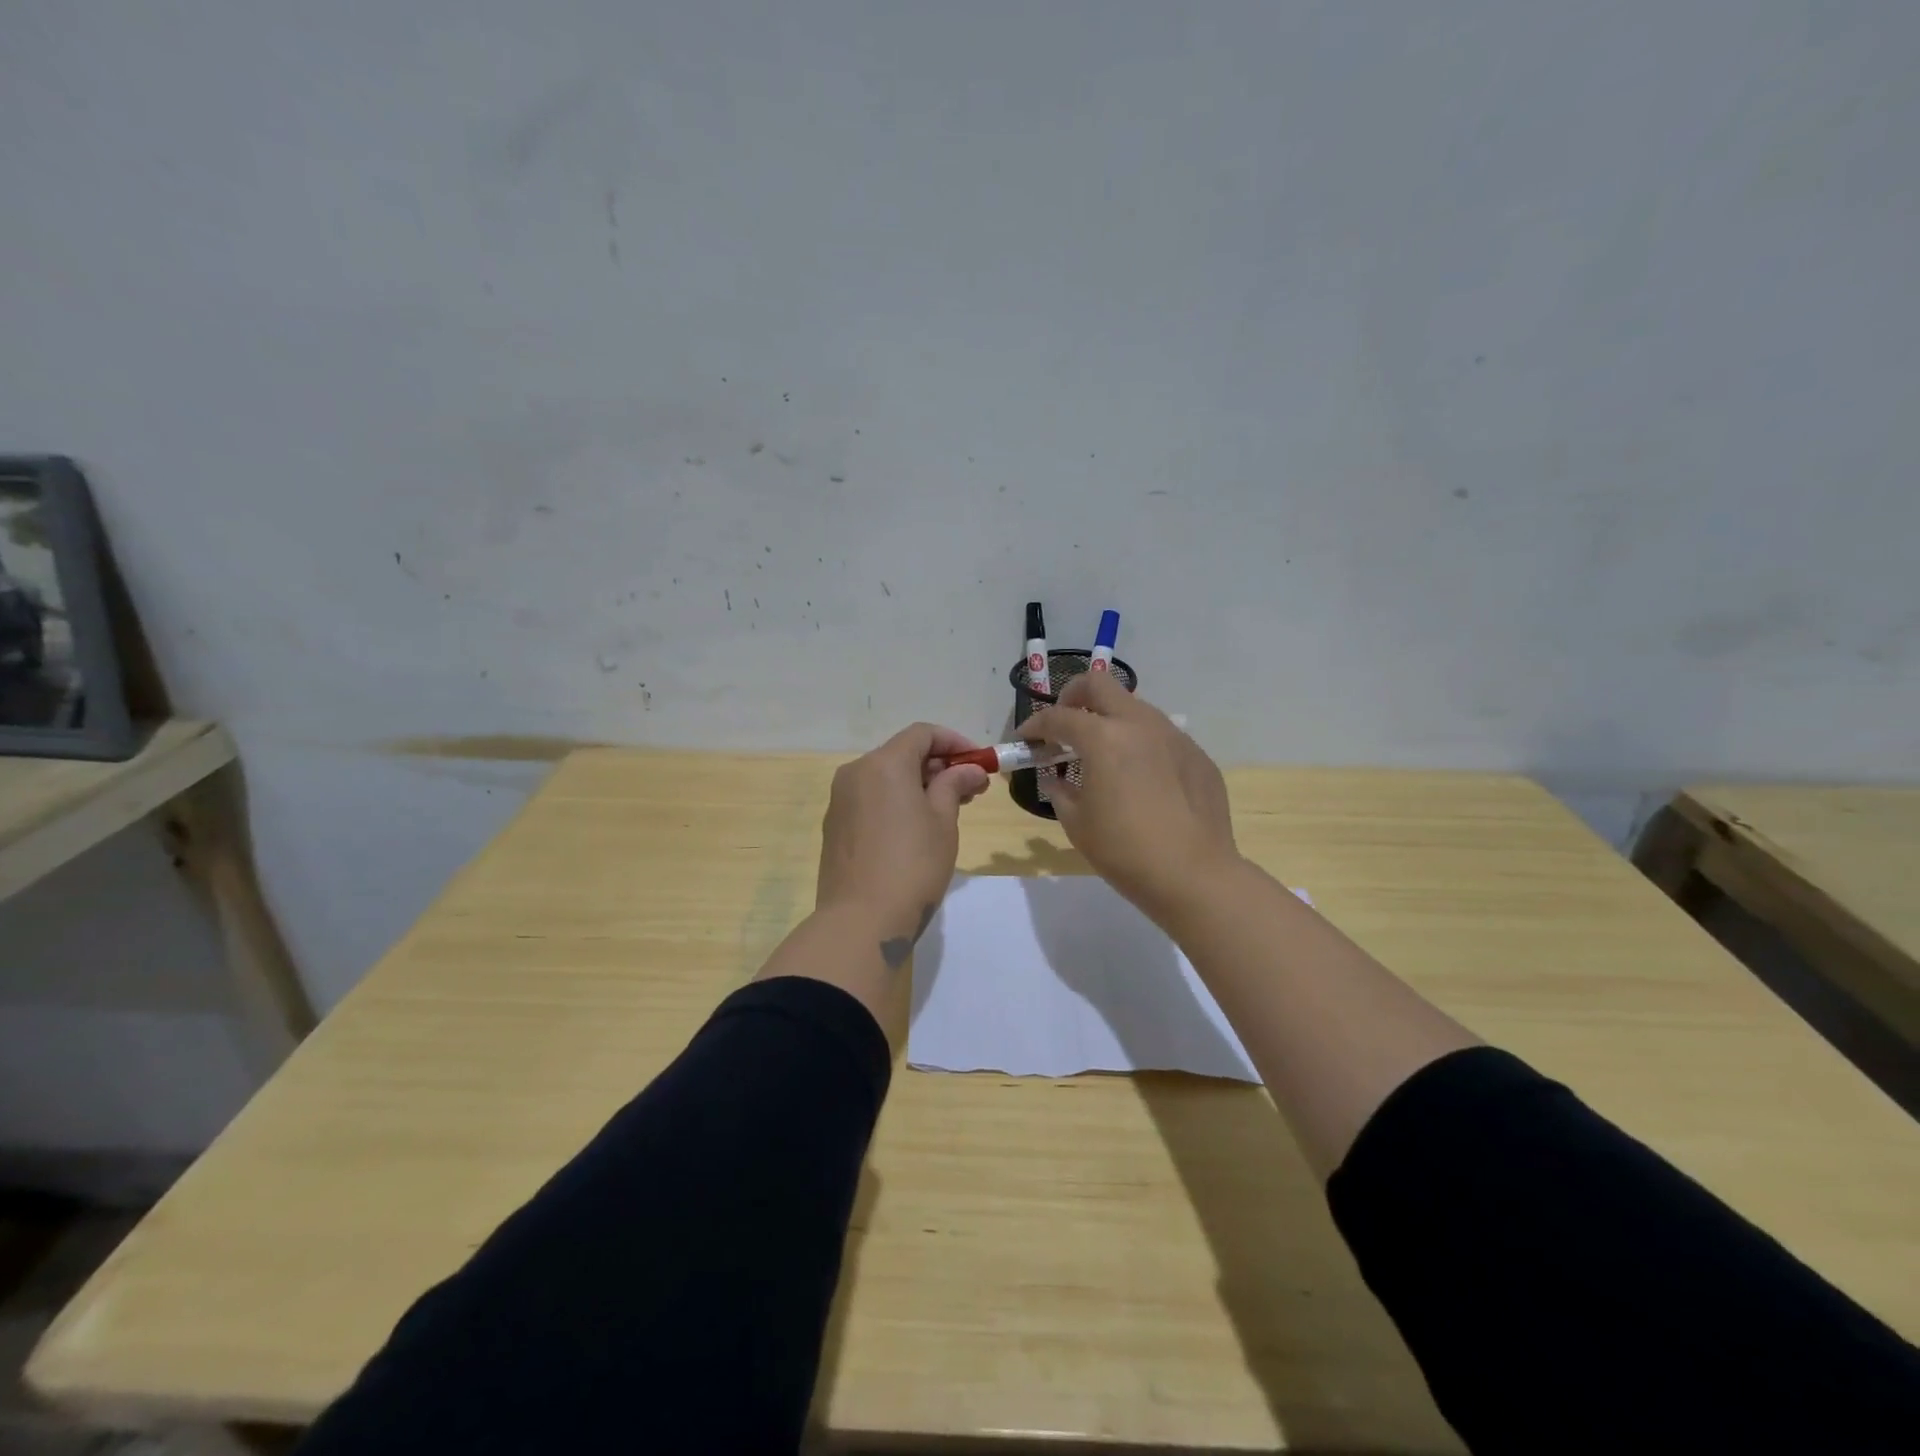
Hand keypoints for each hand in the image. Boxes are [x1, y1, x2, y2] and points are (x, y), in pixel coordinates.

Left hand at [816, 723, 990, 963]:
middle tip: (971, 791)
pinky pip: (871, 800)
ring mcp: (840, 801)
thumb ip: (954, 786)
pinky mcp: (835, 827)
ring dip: (918, 785)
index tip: (980, 764)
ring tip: (948, 811)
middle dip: (939, 766)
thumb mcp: (943, 822)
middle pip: (902, 754)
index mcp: (883, 764)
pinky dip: (896, 802)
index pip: (922, 734)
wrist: (860, 922)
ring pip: (885, 778)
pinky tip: (916, 829)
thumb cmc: (912, 865)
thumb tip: (968, 770)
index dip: (955, 743)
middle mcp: (856, 773)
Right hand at [1021, 673, 1238, 924]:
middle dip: (1073, 697)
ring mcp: (1173, 736)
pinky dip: (1140, 744)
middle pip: (1099, 684)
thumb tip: (1056, 779)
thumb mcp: (1077, 824)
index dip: (1035, 725)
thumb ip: (1059, 792)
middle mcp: (1139, 724)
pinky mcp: (1196, 755)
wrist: (1195, 876)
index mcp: (1104, 738)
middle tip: (1064, 726)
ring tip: (1102, 754)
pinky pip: (1161, 736)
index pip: (1059, 717)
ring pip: (1134, 707)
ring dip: (1110, 720)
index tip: (1025, 739)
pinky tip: (1140, 779)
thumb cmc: (1125, 851)